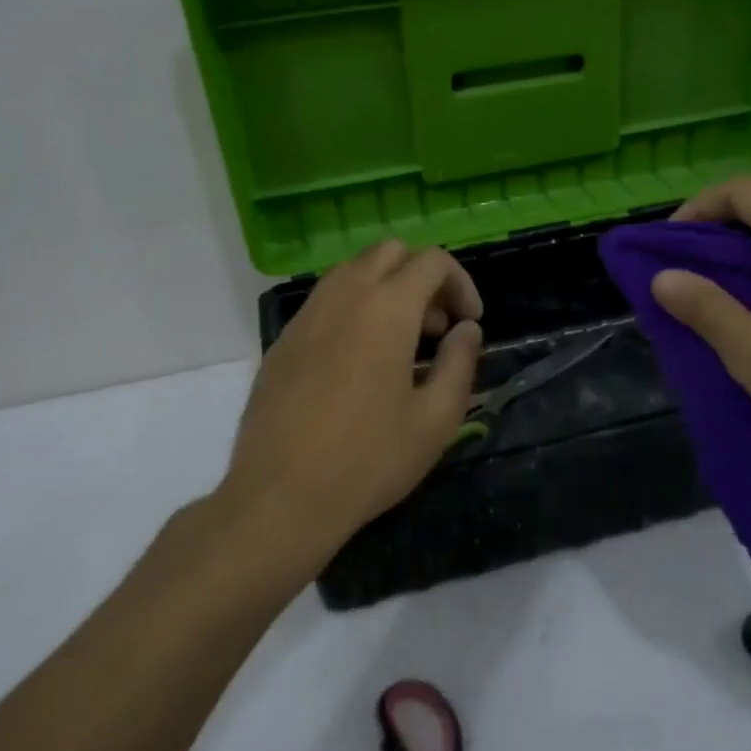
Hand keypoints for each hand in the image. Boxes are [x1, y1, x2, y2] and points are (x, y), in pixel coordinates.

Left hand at [219, 241, 482, 550]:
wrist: (281, 498)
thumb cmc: (369, 459)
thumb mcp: (436, 419)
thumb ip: (460, 363)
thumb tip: (466, 330)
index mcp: (386, 308)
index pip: (431, 261)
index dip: (461, 284)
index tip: (469, 324)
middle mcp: (342, 296)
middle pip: (389, 252)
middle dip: (422, 277)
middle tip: (437, 328)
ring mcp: (306, 316)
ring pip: (353, 271)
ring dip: (386, 290)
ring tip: (402, 344)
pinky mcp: (283, 341)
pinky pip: (325, 302)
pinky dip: (354, 309)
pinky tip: (359, 363)